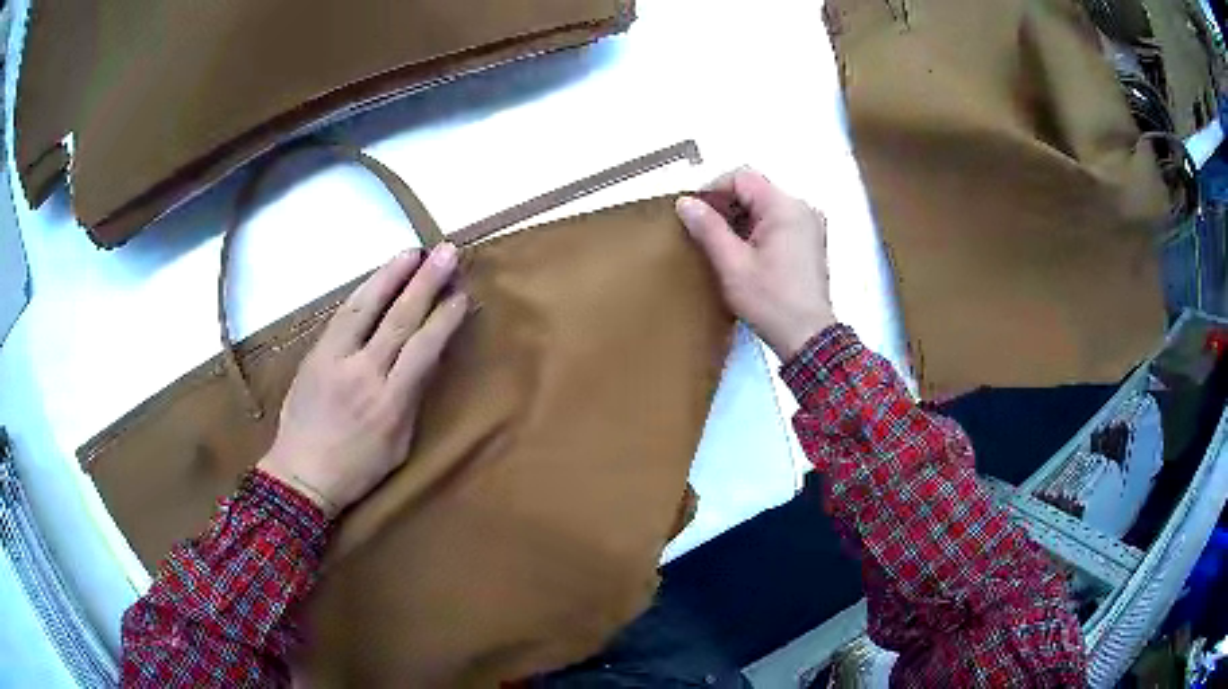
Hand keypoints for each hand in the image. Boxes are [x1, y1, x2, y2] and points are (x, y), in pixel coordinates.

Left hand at [257, 243, 468, 517]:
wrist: (299, 474)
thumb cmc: (356, 469)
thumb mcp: (398, 445)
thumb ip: (411, 399)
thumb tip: (425, 359)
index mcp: (390, 403)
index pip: (423, 349)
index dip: (445, 318)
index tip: (461, 295)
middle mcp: (363, 373)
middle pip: (399, 319)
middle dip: (426, 282)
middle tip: (446, 252)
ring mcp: (334, 359)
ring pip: (366, 307)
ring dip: (391, 275)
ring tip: (413, 251)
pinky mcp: (314, 354)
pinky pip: (342, 315)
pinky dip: (363, 292)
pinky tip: (377, 278)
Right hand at [676, 168, 835, 360]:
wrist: (807, 337)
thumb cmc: (771, 301)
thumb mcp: (732, 265)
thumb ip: (708, 228)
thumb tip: (685, 202)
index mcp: (785, 207)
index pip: (742, 177)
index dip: (713, 190)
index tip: (694, 214)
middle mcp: (802, 208)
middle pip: (755, 190)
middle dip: (726, 206)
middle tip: (704, 233)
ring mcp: (809, 225)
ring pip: (765, 207)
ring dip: (740, 220)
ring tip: (721, 246)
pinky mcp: (810, 242)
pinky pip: (778, 222)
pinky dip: (757, 231)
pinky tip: (744, 255)